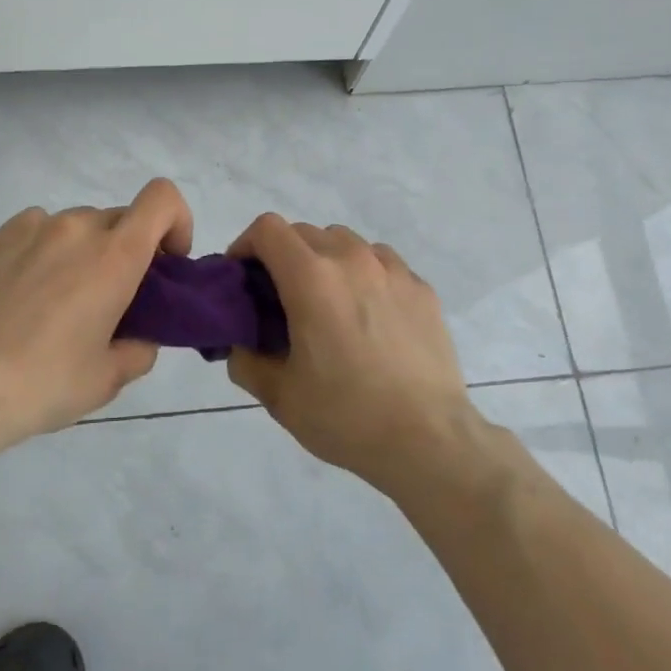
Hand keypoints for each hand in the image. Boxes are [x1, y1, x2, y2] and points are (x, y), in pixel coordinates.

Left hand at [0, 177, 193, 452]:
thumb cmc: (43, 384)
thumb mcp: (108, 379)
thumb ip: (140, 348)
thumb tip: (139, 336)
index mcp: (114, 255)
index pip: (162, 199)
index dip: (176, 222)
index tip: (166, 264)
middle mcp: (75, 228)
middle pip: (119, 219)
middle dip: (127, 251)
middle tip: (110, 300)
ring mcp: (29, 228)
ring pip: (75, 226)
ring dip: (83, 251)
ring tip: (57, 301)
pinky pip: (34, 231)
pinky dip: (43, 251)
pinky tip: (22, 295)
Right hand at [225, 214, 479, 494]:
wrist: (429, 441)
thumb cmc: (346, 416)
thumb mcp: (279, 397)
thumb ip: (246, 361)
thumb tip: (241, 344)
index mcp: (311, 279)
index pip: (268, 229)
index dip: (246, 245)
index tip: (244, 278)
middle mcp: (352, 260)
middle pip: (304, 232)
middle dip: (282, 256)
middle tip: (280, 299)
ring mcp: (392, 270)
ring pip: (345, 242)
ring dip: (325, 261)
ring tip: (328, 304)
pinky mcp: (421, 288)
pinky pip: (381, 263)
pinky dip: (363, 274)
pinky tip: (368, 316)